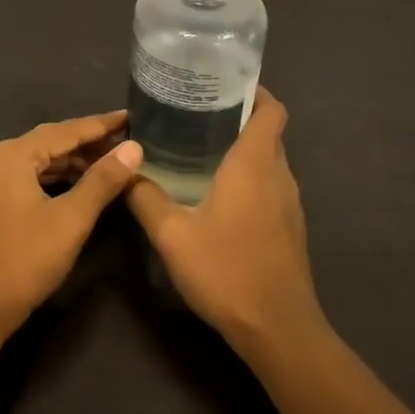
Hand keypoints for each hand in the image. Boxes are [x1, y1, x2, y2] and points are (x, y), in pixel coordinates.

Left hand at [0, 112, 142, 331]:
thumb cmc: (24, 259)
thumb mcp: (71, 219)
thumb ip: (102, 180)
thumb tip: (133, 148)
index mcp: (13, 155)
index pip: (65, 130)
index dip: (101, 124)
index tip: (131, 117)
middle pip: (50, 142)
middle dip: (87, 143)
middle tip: (125, 143)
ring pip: (38, 162)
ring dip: (72, 162)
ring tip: (108, 164)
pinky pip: (27, 179)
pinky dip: (55, 179)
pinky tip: (76, 187)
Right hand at [125, 90, 320, 350]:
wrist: (278, 329)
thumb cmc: (226, 270)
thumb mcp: (172, 235)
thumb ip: (145, 198)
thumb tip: (125, 171)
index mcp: (255, 164)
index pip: (271, 110)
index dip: (255, 91)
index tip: (223, 84)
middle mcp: (278, 175)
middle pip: (269, 132)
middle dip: (239, 117)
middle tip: (197, 114)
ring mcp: (289, 203)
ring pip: (270, 160)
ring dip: (244, 148)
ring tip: (202, 147)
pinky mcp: (289, 227)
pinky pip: (271, 185)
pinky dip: (250, 176)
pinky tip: (218, 192)